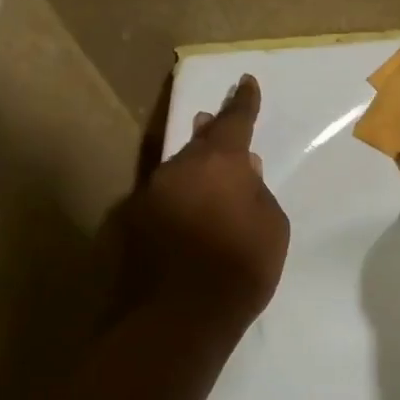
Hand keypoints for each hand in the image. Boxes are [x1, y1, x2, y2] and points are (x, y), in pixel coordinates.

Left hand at [124, 75, 290, 329]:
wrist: (178, 317)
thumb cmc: (240, 269)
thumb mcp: (272, 228)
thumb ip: (258, 193)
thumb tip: (245, 171)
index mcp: (219, 163)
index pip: (235, 121)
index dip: (244, 102)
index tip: (246, 82)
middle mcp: (178, 169)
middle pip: (196, 143)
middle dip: (209, 133)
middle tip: (213, 122)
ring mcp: (148, 196)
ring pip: (175, 173)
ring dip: (190, 172)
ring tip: (202, 177)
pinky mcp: (128, 225)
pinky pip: (160, 203)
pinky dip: (174, 204)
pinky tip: (182, 221)